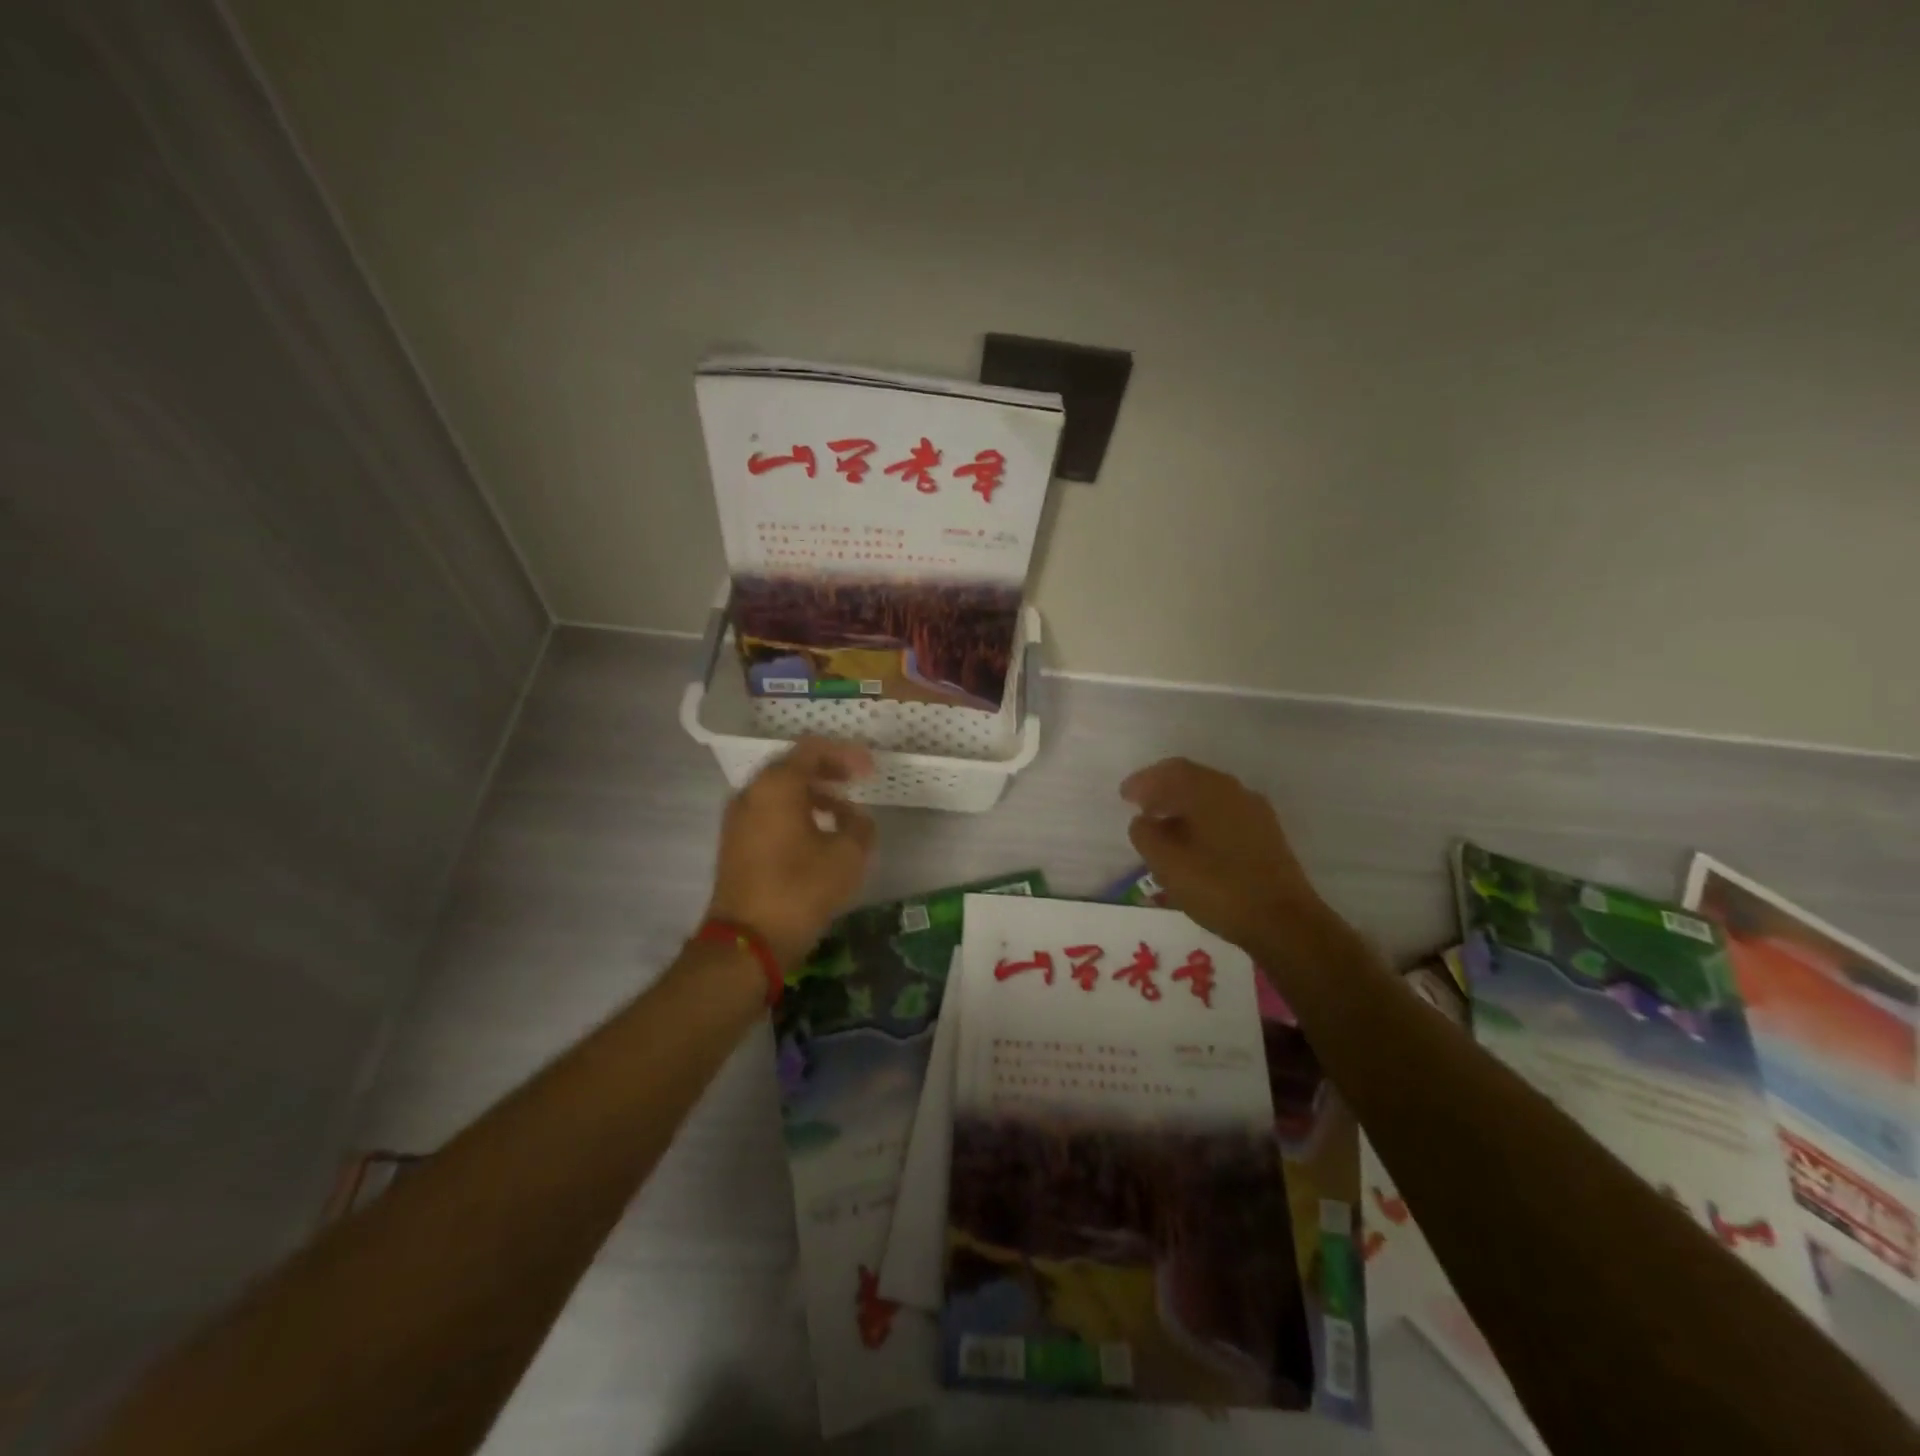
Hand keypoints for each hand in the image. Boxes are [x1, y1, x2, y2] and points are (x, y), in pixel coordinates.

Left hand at [706, 737, 876, 968]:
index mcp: (776, 785)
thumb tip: (855, 817)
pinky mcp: (734, 843)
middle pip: (792, 766)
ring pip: (779, 791)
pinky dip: (794, 812)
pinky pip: (768, 813)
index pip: (812, 749)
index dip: (846, 753)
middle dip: (827, 770)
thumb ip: (860, 826)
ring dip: (812, 794)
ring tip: (842, 813)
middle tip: (856, 781)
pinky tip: (818, 835)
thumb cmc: (800, 890)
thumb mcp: (848, 856)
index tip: (870, 769)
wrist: (746, 942)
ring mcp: (737, 819)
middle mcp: (751, 793)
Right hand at [1120, 757, 1330, 954]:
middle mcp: (1234, 791)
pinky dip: (1203, 820)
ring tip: (1164, 829)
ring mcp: (1256, 812)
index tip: (1124, 796)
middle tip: (1142, 808)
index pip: (1170, 771)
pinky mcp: (1267, 835)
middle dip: (1163, 791)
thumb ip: (1146, 835)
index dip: (1144, 781)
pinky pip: (1225, 814)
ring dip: (1183, 806)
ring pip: (1210, 797)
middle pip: (1192, 779)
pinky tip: (1194, 844)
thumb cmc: (1218, 887)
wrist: (1284, 922)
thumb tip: (1143, 821)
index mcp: (1208, 790)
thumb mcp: (1167, 863)